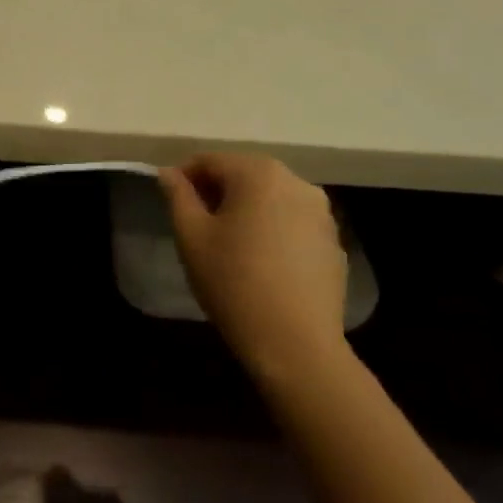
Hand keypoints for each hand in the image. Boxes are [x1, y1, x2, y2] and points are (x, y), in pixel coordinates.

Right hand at [159, 155, 347, 370]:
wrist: (294, 342)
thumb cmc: (232, 282)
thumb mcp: (191, 236)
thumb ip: (178, 196)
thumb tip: (169, 173)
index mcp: (258, 174)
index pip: (210, 160)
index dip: (184, 177)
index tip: (171, 203)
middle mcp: (296, 182)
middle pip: (244, 174)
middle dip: (216, 191)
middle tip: (196, 224)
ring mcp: (322, 212)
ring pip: (270, 197)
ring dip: (245, 209)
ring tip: (228, 243)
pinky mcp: (333, 241)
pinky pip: (292, 221)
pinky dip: (271, 228)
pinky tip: (259, 261)